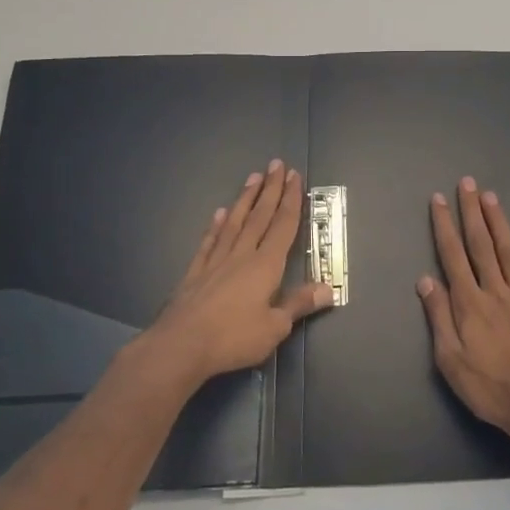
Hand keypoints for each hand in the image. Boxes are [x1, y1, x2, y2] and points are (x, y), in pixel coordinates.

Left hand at [150, 160, 331, 384]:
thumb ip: (299, 304)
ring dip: (245, 199)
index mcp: (265, 265)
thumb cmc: (233, 337)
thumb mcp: (274, 327)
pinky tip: (220, 213)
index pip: (282, 226)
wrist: (181, 345)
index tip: (294, 176)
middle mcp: (242, 255)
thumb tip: (328, 289)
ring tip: (252, 177)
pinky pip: (210, 241)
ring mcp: (216, 261)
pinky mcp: (196, 272)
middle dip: (270, 190)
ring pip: (235, 222)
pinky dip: (216, 226)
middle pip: (260, 216)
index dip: (291, 200)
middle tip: (276, 164)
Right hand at [419, 177, 509, 438]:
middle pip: (481, 246)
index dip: (444, 226)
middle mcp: (497, 292)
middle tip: (467, 184)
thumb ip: (439, 318)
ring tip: (491, 196)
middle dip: (471, 213)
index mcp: (470, 304)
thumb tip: (426, 279)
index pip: (453, 256)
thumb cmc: (489, 389)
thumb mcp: (450, 361)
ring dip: (499, 223)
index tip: (438, 200)